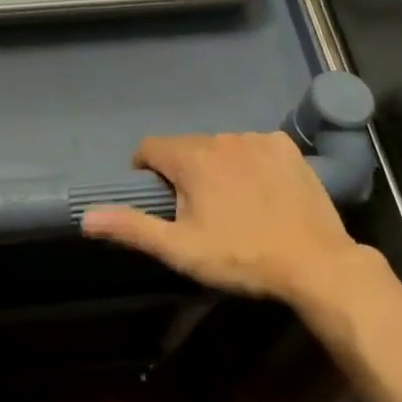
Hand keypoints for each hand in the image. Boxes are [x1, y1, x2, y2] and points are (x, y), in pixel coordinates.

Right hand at [82, 133, 364, 305]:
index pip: (150, 148)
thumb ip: (132, 227)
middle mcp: (220, 138)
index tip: (158, 198)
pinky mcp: (285, 146)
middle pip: (186, 148)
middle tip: (198, 212)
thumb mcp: (180, 249)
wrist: (315, 263)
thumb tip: (85, 217)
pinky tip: (263, 192)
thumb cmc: (241, 258)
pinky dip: (249, 162)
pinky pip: (253, 146)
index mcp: (191, 158)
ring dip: (216, 166)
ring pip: (220, 146)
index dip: (146, 170)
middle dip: (184, 173)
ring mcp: (256, 138)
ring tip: (234, 204)